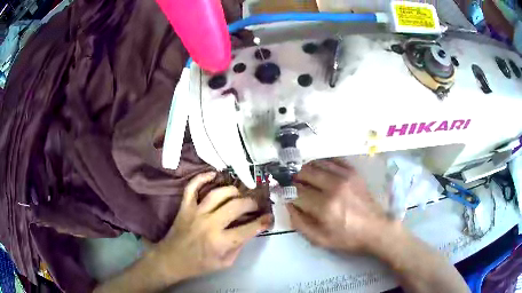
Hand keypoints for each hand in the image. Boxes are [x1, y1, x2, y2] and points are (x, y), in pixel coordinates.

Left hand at [154, 172, 272, 282]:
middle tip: (256, 204)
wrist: (172, 260)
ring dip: (233, 191)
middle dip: (251, 203)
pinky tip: (213, 174)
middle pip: (236, 206)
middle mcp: (210, 224)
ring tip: (240, 194)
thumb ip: (238, 247)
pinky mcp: (185, 207)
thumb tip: (249, 230)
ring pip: (218, 194)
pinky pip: (192, 187)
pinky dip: (202, 178)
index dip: (262, 222)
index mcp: (220, 242)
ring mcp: (196, 212)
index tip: (269, 217)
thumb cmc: (199, 265)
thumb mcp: (225, 263)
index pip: (248, 229)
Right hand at [288, 158, 392, 252]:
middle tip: (294, 185)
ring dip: (307, 169)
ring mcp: (345, 176)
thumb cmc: (347, 238)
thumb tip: (288, 205)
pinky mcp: (353, 173)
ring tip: (305, 177)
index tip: (283, 193)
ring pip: (317, 164)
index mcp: (324, 206)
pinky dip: (322, 163)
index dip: (286, 191)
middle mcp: (333, 186)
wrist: (375, 229)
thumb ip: (300, 222)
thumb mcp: (319, 239)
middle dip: (295, 179)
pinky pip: (332, 160)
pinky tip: (319, 170)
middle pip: (305, 173)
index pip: (296, 191)